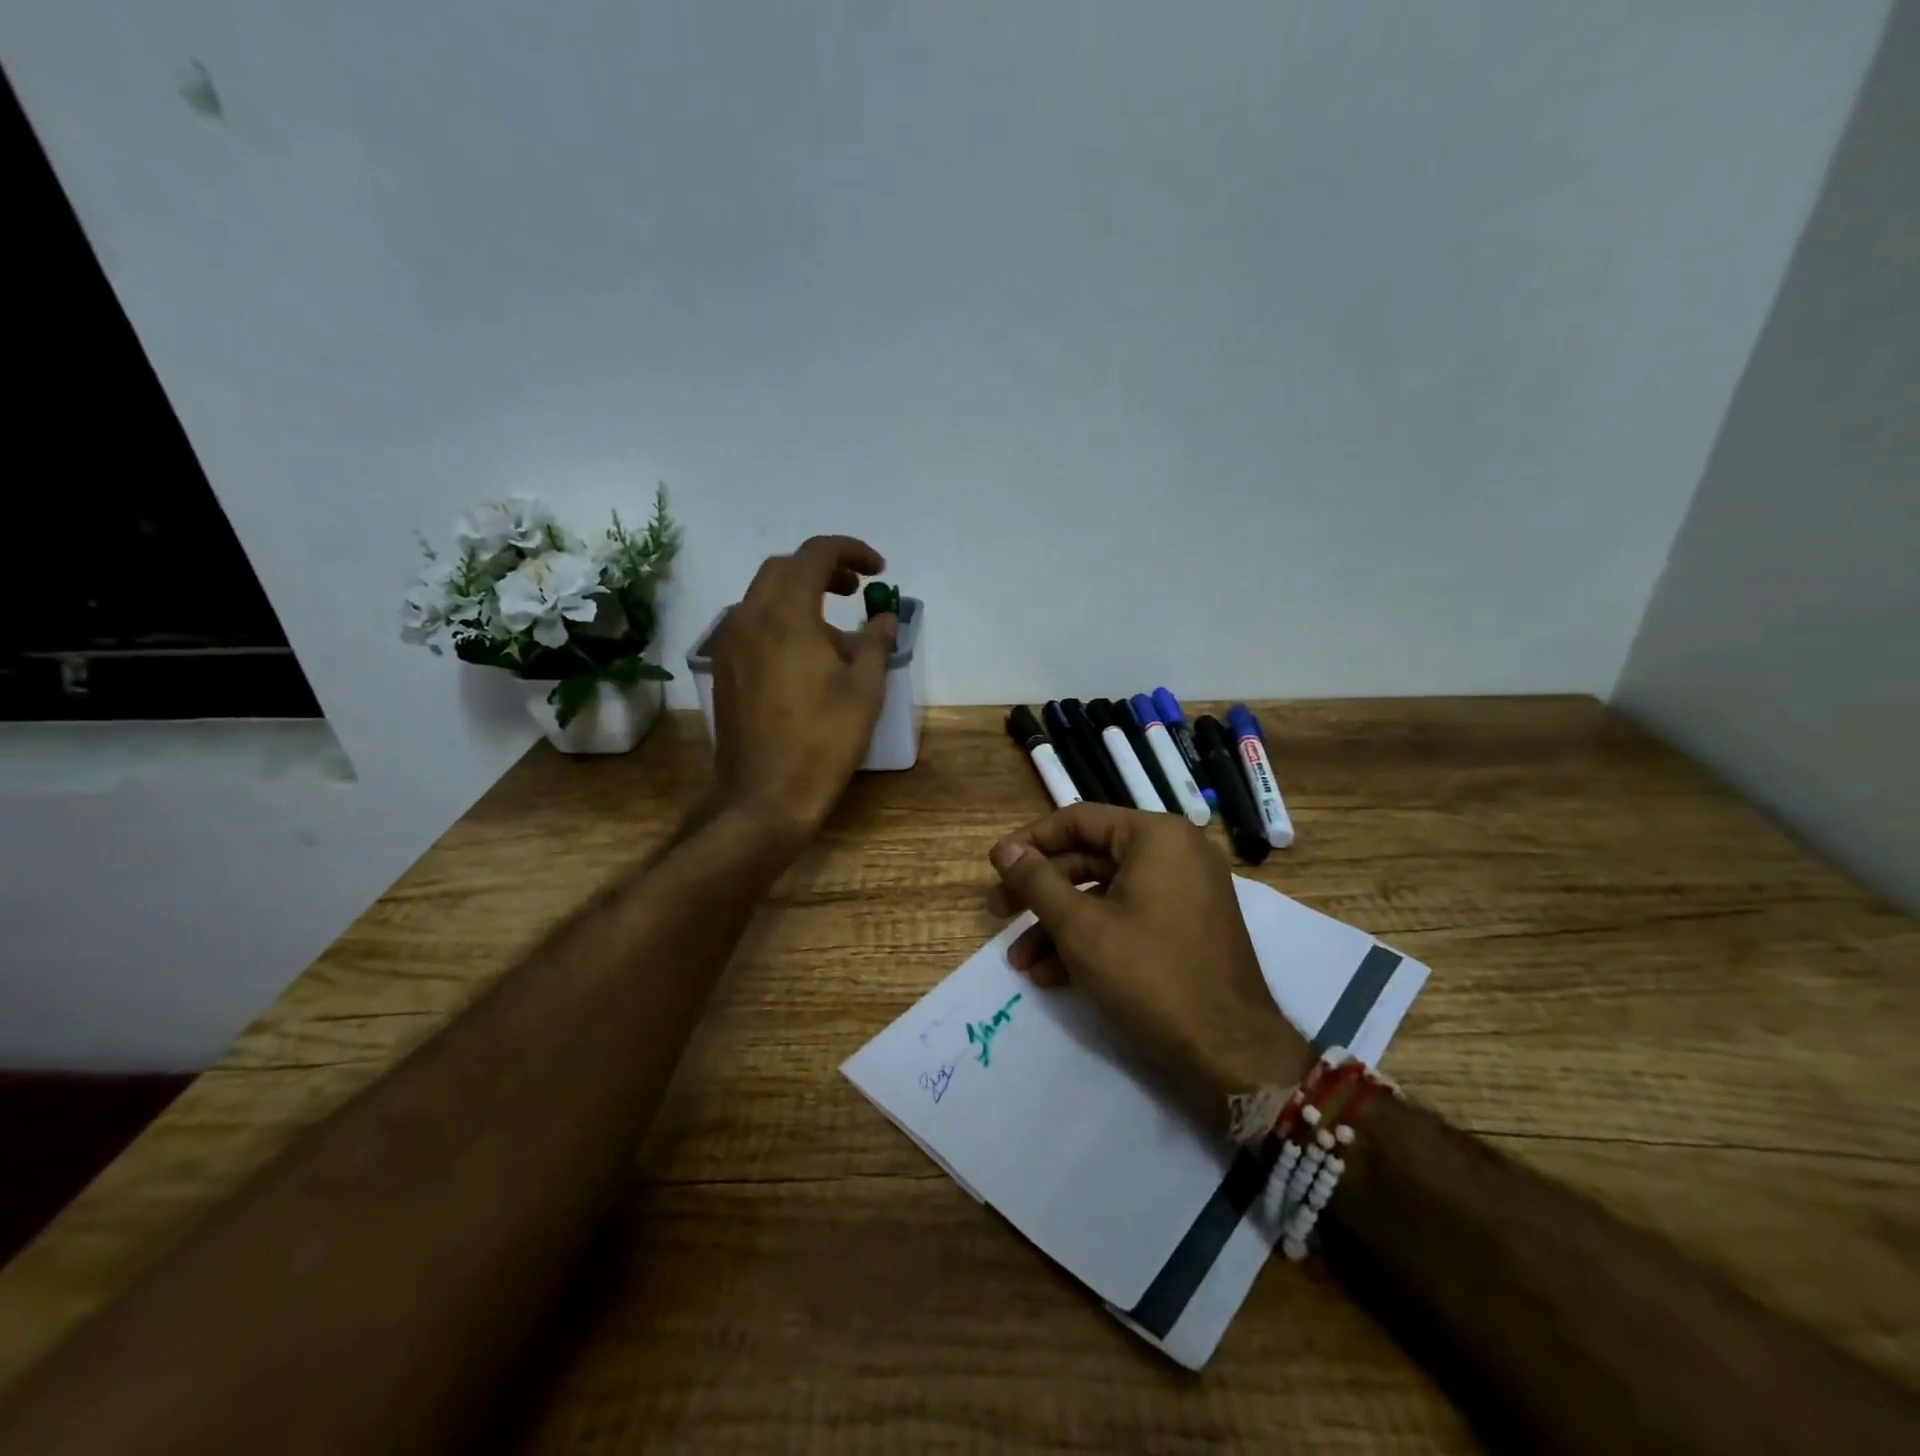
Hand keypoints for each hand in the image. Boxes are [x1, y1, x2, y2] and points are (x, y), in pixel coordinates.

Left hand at [711, 535, 896, 849]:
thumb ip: (875, 642)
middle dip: (823, 569)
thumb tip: (884, 617)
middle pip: (783, 569)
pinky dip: (781, 620)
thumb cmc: (822, 741)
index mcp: (786, 615)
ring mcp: (730, 644)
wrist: (765, 796)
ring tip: (836, 630)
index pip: (815, 555)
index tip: (878, 571)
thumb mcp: (864, 690)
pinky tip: (806, 656)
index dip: (851, 551)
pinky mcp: (724, 668)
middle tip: (856, 590)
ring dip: (800, 595)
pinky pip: (752, 624)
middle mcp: (749, 618)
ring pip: (764, 596)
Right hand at [987, 805, 1311, 1112]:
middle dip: (1039, 892)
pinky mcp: (1186, 927)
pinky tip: (1052, 976)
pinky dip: (1092, 939)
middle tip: (997, 914)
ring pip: (1104, 895)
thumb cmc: (1150, 975)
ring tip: (1020, 963)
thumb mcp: (1080, 927)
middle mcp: (1174, 853)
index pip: (1077, 821)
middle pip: (1089, 859)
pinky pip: (1129, 917)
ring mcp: (1184, 892)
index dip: (1029, 843)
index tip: (994, 867)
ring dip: (1058, 925)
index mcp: (1155, 836)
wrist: (1231, 1052)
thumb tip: (1006, 849)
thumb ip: (1037, 881)